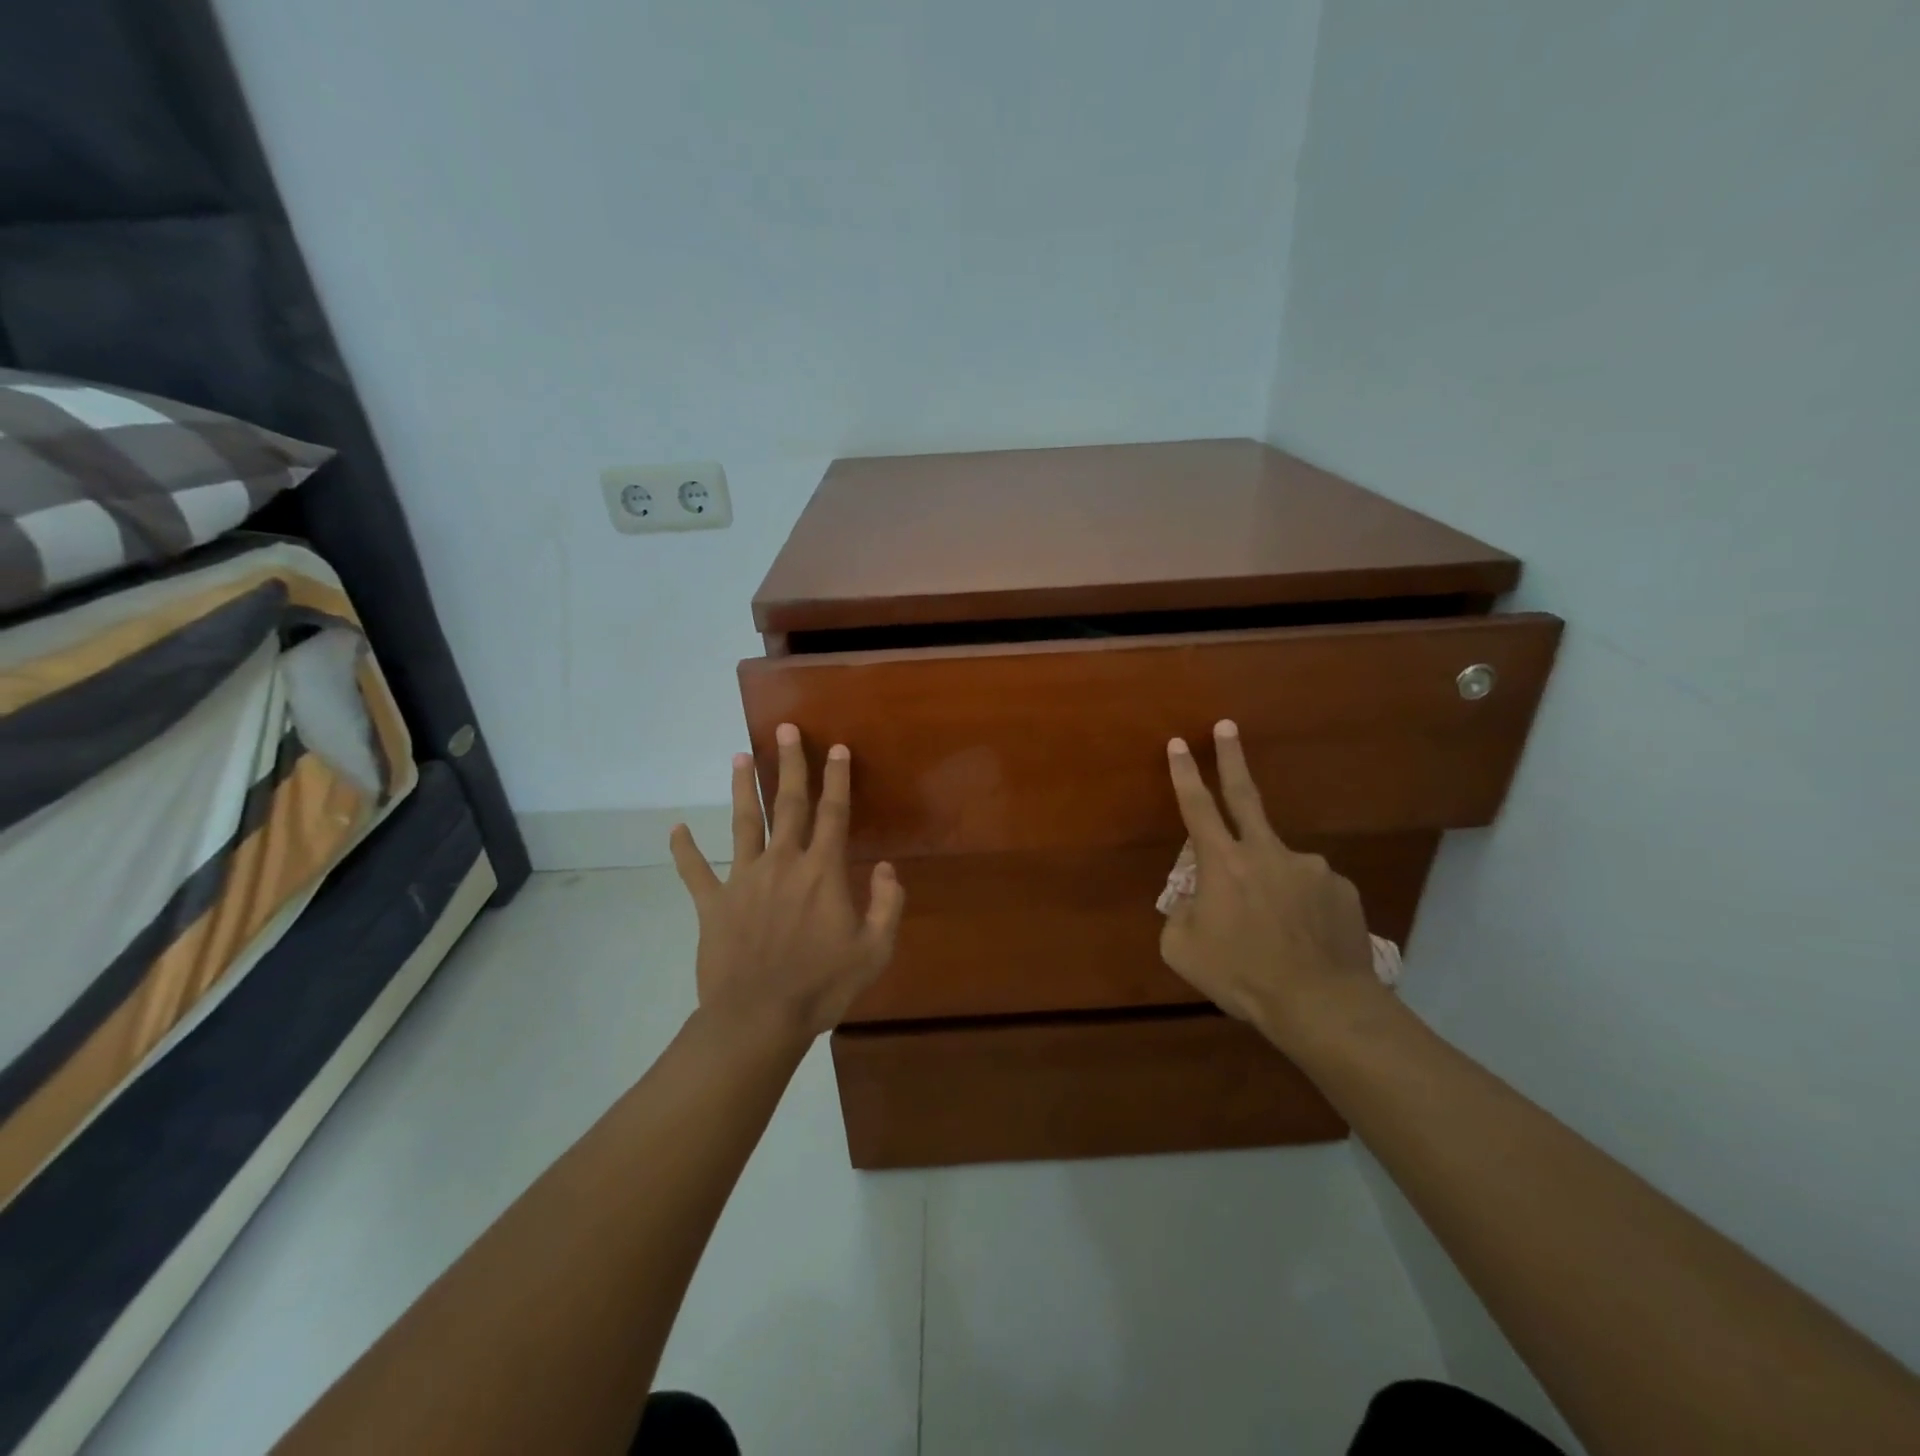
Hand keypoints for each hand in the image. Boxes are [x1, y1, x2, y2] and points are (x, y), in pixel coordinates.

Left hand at [670, 724, 905, 1045]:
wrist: (759, 1019)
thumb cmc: (822, 986)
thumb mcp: (874, 950)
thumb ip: (886, 904)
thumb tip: (886, 866)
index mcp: (822, 871)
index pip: (834, 813)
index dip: (837, 778)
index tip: (837, 748)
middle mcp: (783, 863)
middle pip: (788, 804)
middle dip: (790, 765)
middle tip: (785, 730)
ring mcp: (744, 880)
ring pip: (743, 824)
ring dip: (742, 788)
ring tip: (738, 757)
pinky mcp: (714, 904)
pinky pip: (696, 872)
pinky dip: (684, 850)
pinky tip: (675, 829)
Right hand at [1160, 720, 1383, 1052]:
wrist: (1320, 1003)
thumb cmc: (1241, 975)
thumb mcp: (1183, 950)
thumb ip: (1181, 914)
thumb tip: (1194, 900)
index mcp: (1222, 863)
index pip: (1196, 807)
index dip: (1184, 773)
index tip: (1179, 743)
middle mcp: (1266, 852)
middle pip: (1244, 795)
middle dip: (1232, 758)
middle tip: (1228, 727)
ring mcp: (1309, 867)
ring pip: (1278, 865)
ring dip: (1270, 885)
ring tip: (1274, 931)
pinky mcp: (1340, 888)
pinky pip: (1311, 891)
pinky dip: (1301, 907)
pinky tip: (1304, 939)